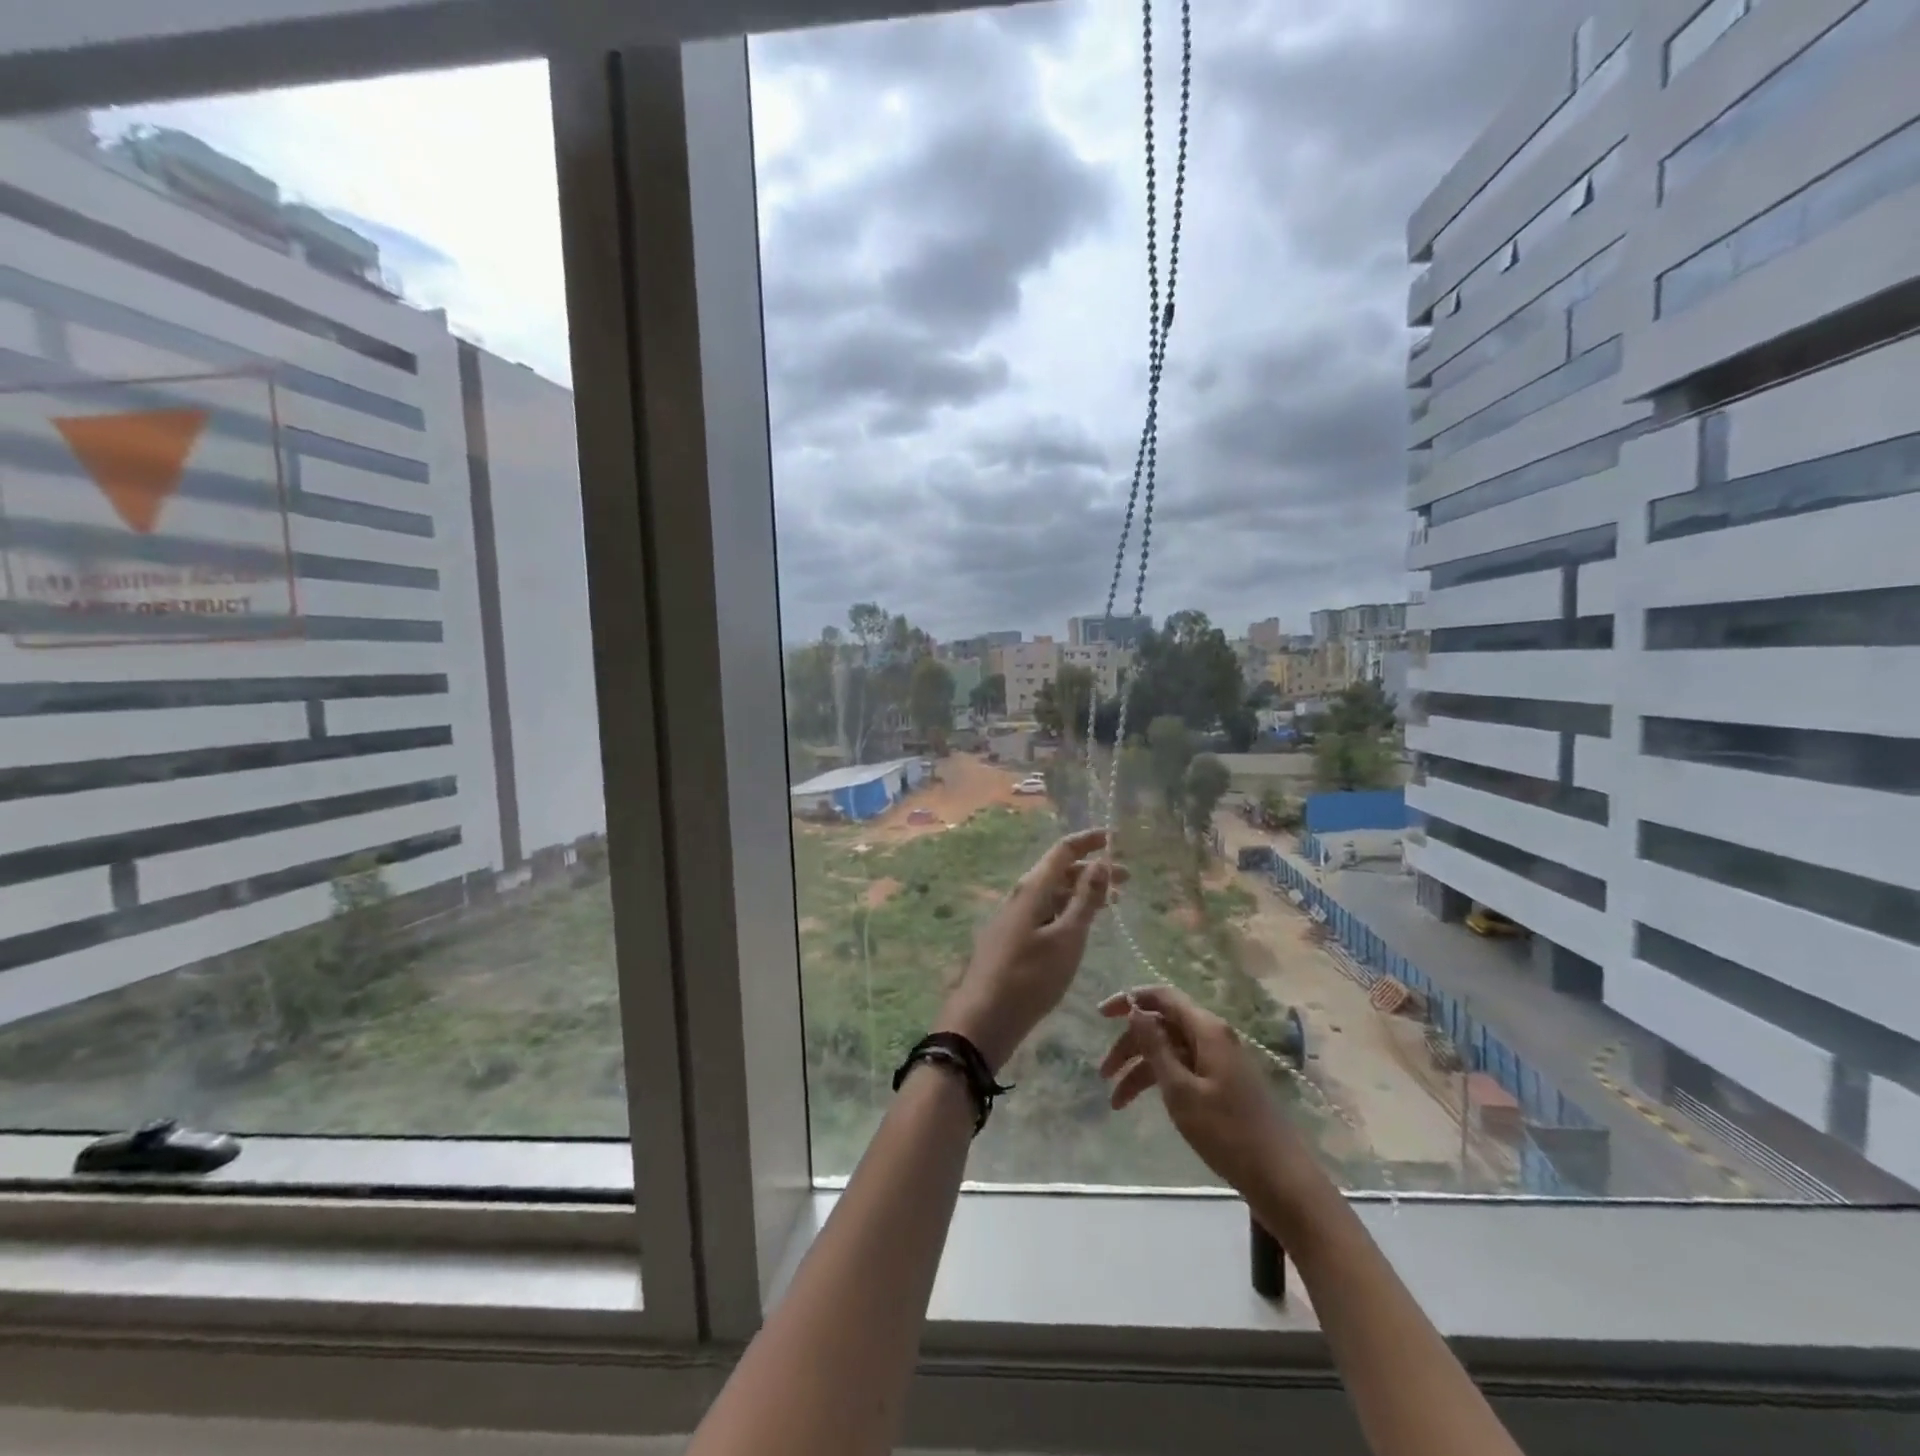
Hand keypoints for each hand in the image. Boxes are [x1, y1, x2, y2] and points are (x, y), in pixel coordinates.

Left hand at [936, 829, 1119, 1072]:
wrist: (983, 1018)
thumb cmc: (1030, 977)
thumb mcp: (1066, 938)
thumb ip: (1085, 900)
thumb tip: (1100, 862)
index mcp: (1032, 888)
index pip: (1063, 850)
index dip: (1089, 841)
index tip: (1115, 837)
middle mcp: (1021, 896)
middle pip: (1059, 872)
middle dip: (1092, 870)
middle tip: (1127, 880)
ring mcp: (1014, 918)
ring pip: (1052, 894)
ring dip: (1081, 893)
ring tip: (1110, 904)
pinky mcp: (1011, 939)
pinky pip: (1044, 913)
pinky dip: (1067, 911)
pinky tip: (1080, 927)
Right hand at [1098, 985, 1322, 1207]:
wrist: (1280, 1179)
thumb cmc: (1227, 1133)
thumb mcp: (1181, 1090)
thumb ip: (1155, 1047)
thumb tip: (1135, 1010)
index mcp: (1207, 1030)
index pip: (1162, 997)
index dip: (1129, 1000)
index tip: (1100, 1015)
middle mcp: (1214, 1036)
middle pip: (1162, 1026)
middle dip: (1130, 1045)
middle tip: (1103, 1072)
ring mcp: (1220, 1060)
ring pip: (1170, 1050)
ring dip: (1140, 1069)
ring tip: (1115, 1100)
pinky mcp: (1223, 1083)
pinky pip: (1183, 1069)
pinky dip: (1160, 1081)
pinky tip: (1140, 1104)